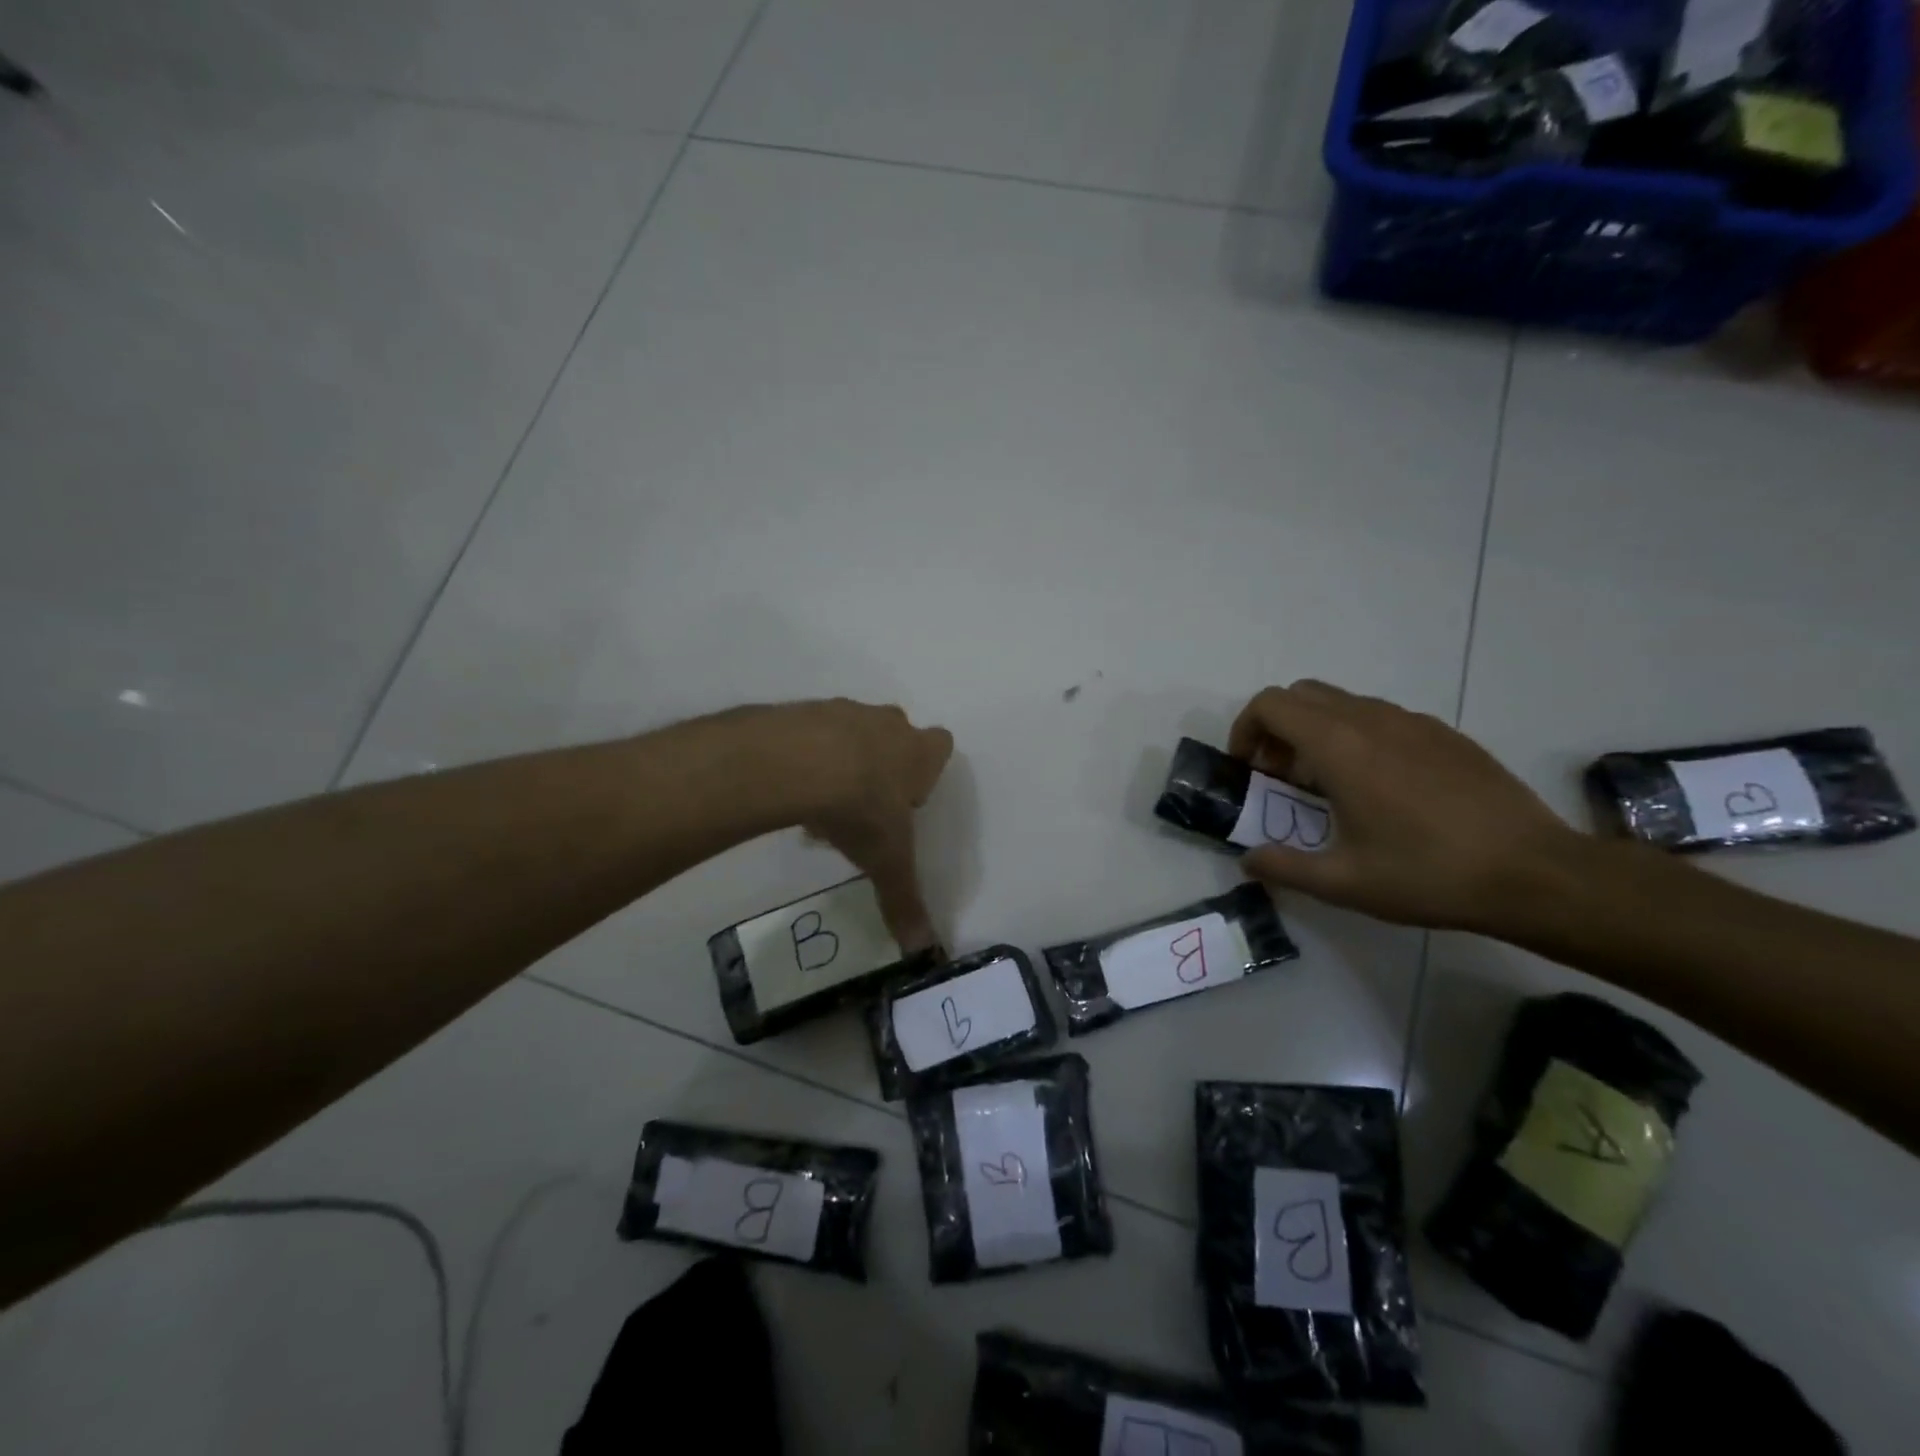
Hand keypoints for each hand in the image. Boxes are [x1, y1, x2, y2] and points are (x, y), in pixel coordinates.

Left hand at [776, 699, 954, 952]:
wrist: (798, 763)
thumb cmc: (860, 808)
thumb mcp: (886, 861)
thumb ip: (905, 901)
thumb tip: (924, 951)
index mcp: (918, 753)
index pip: (941, 745)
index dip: (927, 771)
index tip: (908, 799)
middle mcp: (887, 724)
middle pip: (896, 734)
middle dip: (884, 765)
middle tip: (864, 804)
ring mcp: (845, 711)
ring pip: (852, 732)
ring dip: (843, 760)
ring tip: (820, 804)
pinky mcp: (805, 710)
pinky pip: (812, 732)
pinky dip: (806, 755)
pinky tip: (792, 786)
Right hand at [1228, 681, 1579, 930]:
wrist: (1535, 873)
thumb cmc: (1428, 874)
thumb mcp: (1343, 883)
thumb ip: (1283, 867)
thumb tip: (1248, 860)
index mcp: (1339, 746)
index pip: (1270, 705)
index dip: (1245, 730)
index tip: (1249, 770)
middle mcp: (1371, 719)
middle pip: (1301, 694)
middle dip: (1277, 728)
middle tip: (1281, 777)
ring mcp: (1413, 722)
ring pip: (1342, 702)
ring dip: (1316, 731)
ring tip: (1328, 785)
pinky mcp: (1445, 734)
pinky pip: (1381, 717)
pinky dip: (1357, 736)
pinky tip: (1381, 788)